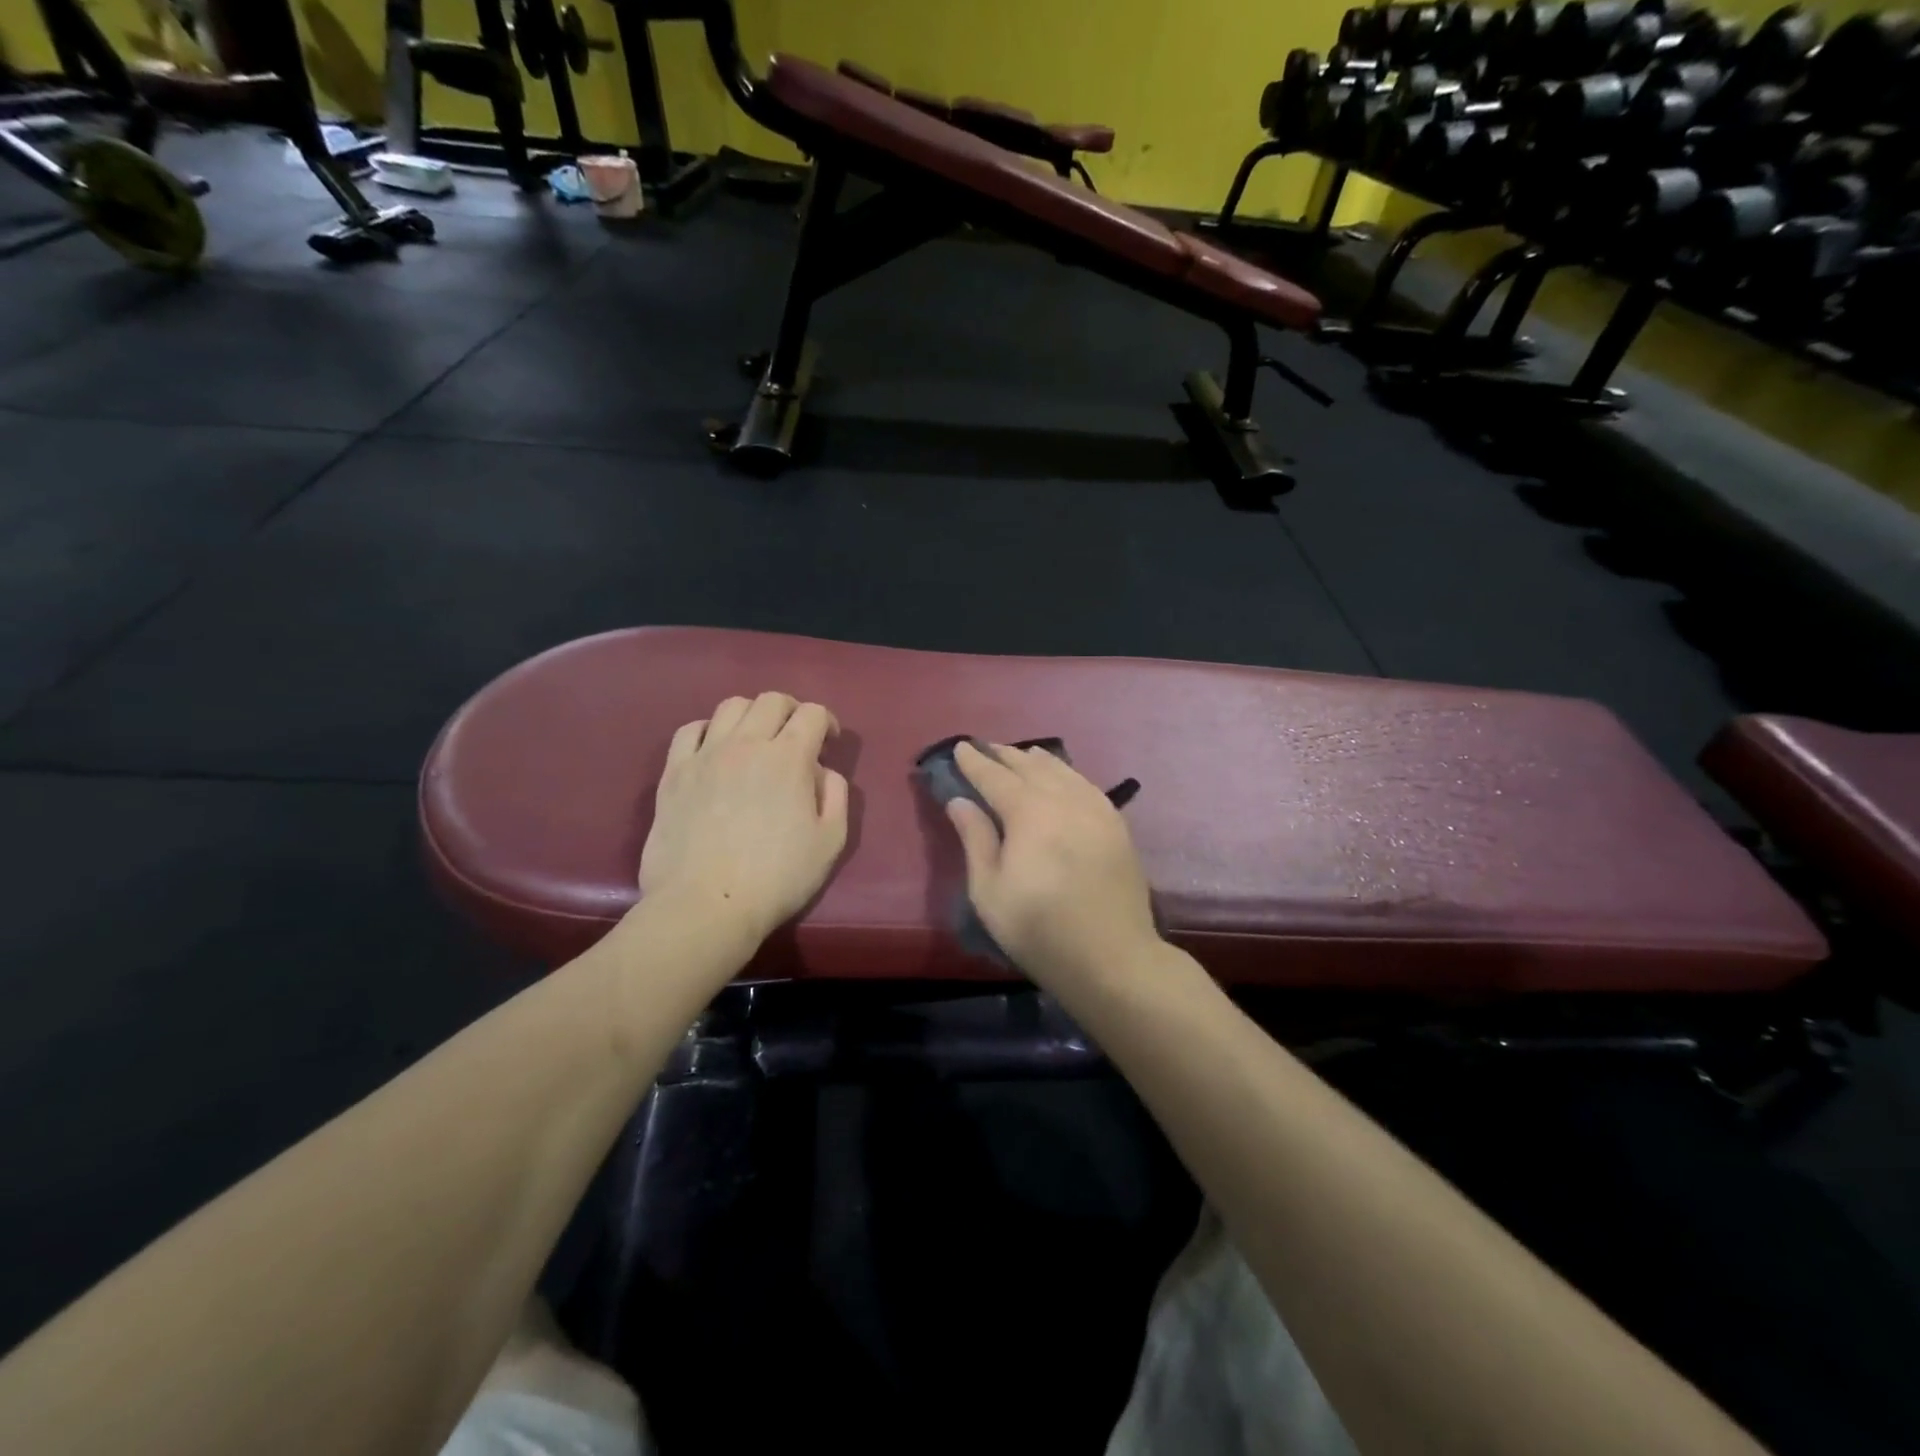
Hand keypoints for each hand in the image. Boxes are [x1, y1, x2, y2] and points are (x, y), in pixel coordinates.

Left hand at [639, 692, 849, 945]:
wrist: (705, 905)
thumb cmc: (777, 878)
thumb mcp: (830, 841)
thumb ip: (836, 795)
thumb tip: (822, 772)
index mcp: (789, 758)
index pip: (812, 713)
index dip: (827, 722)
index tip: (829, 742)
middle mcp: (747, 744)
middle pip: (771, 700)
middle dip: (791, 710)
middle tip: (796, 736)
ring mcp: (705, 755)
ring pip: (730, 706)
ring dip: (751, 715)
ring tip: (755, 740)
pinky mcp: (674, 773)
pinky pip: (690, 730)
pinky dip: (709, 730)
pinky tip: (715, 750)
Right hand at [945, 740, 1160, 991]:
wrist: (1112, 956)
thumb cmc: (1039, 929)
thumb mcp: (989, 891)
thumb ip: (975, 839)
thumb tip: (959, 801)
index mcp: (1029, 812)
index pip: (995, 776)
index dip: (975, 761)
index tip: (960, 747)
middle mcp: (1064, 799)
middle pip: (1030, 766)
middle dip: (1005, 755)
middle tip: (987, 748)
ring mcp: (1096, 809)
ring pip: (1062, 771)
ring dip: (1037, 761)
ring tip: (1022, 755)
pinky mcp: (1116, 824)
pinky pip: (1086, 785)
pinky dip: (1068, 774)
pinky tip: (1064, 778)